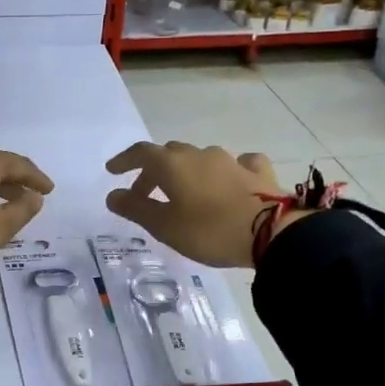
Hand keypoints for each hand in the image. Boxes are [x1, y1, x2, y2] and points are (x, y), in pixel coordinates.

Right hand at [105, 141, 302, 267]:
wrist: (272, 232)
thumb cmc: (209, 230)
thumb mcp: (165, 226)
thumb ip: (136, 209)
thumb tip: (113, 195)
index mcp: (172, 165)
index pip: (141, 153)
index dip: (124, 160)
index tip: (112, 171)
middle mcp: (199, 154)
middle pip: (169, 154)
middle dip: (153, 171)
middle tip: (145, 193)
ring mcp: (231, 161)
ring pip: (200, 158)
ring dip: (186, 171)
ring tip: (184, 192)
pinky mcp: (257, 172)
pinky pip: (237, 163)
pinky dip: (226, 171)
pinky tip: (230, 179)